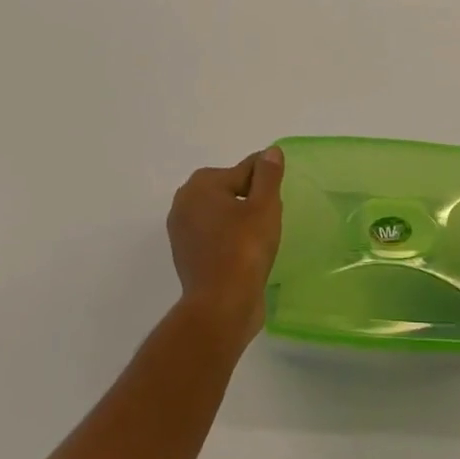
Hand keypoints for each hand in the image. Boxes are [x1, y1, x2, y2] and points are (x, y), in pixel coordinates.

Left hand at [167, 147, 284, 340]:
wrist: (221, 307)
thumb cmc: (244, 249)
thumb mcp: (264, 205)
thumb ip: (268, 175)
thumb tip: (270, 151)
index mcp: (200, 185)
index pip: (243, 170)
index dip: (265, 182)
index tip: (277, 198)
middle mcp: (184, 203)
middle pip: (229, 190)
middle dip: (251, 200)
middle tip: (271, 219)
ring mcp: (182, 233)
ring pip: (222, 215)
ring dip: (241, 221)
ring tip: (263, 238)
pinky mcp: (187, 257)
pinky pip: (215, 237)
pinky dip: (231, 240)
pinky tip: (248, 254)